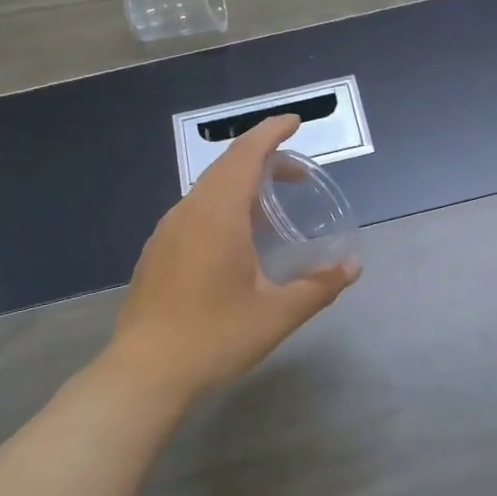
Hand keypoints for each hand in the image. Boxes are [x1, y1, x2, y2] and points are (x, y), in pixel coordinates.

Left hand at [109, 114, 359, 398]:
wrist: (143, 373)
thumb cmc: (213, 337)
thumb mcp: (276, 315)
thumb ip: (318, 287)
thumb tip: (352, 267)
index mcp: (217, 214)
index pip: (246, 154)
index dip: (271, 132)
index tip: (295, 122)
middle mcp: (188, 212)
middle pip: (226, 167)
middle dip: (263, 158)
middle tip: (296, 172)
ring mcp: (167, 232)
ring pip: (207, 189)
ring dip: (241, 184)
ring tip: (270, 204)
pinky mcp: (156, 253)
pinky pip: (194, 211)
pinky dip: (222, 206)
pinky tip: (235, 239)